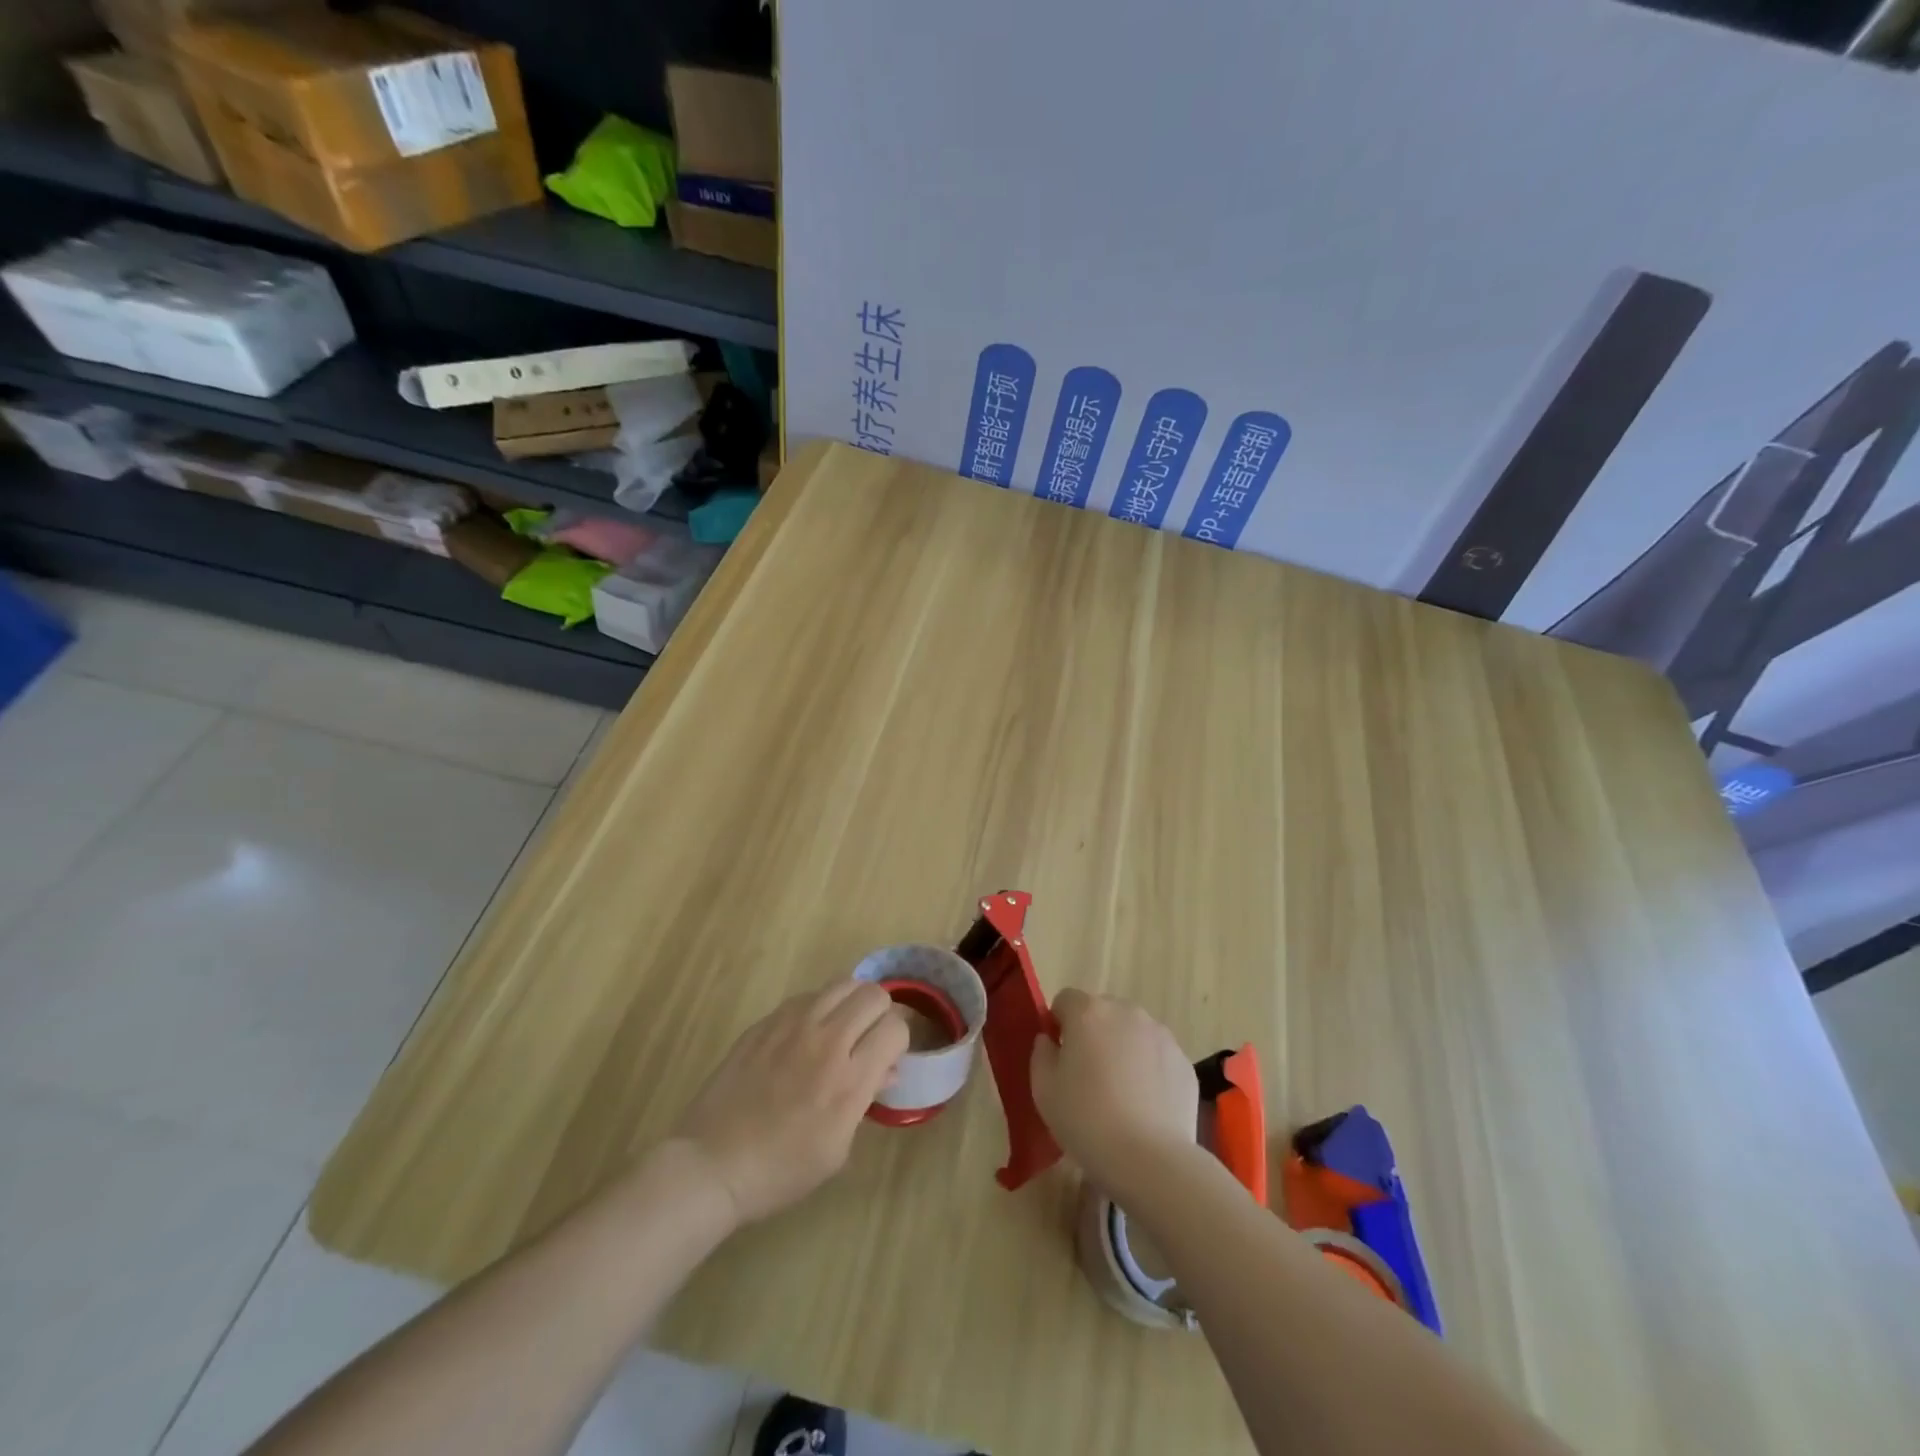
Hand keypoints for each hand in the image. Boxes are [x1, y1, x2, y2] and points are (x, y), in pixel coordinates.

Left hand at [669, 981, 908, 1227]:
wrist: (713, 1164)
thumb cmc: (781, 1170)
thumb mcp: (837, 1149)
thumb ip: (866, 1100)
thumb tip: (885, 1069)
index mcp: (849, 1080)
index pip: (896, 1027)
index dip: (898, 1042)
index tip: (887, 1058)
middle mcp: (826, 1041)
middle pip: (873, 994)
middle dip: (880, 1015)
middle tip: (867, 1040)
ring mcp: (792, 1025)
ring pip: (842, 983)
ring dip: (850, 1004)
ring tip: (840, 1029)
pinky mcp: (766, 1021)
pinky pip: (807, 996)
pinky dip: (818, 1008)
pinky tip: (805, 1035)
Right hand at [1030, 989, 1198, 1195]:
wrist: (1150, 1159)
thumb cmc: (1086, 1120)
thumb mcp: (1043, 1090)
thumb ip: (1041, 1054)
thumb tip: (1049, 1040)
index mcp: (1088, 1012)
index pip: (1065, 1000)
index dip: (1059, 1025)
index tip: (1059, 1057)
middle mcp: (1126, 1012)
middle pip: (1102, 1012)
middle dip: (1093, 1035)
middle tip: (1088, 1077)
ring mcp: (1160, 1035)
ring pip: (1132, 1033)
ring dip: (1122, 1050)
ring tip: (1120, 1095)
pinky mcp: (1183, 1061)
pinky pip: (1157, 1057)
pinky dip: (1149, 1071)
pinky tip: (1145, 1107)